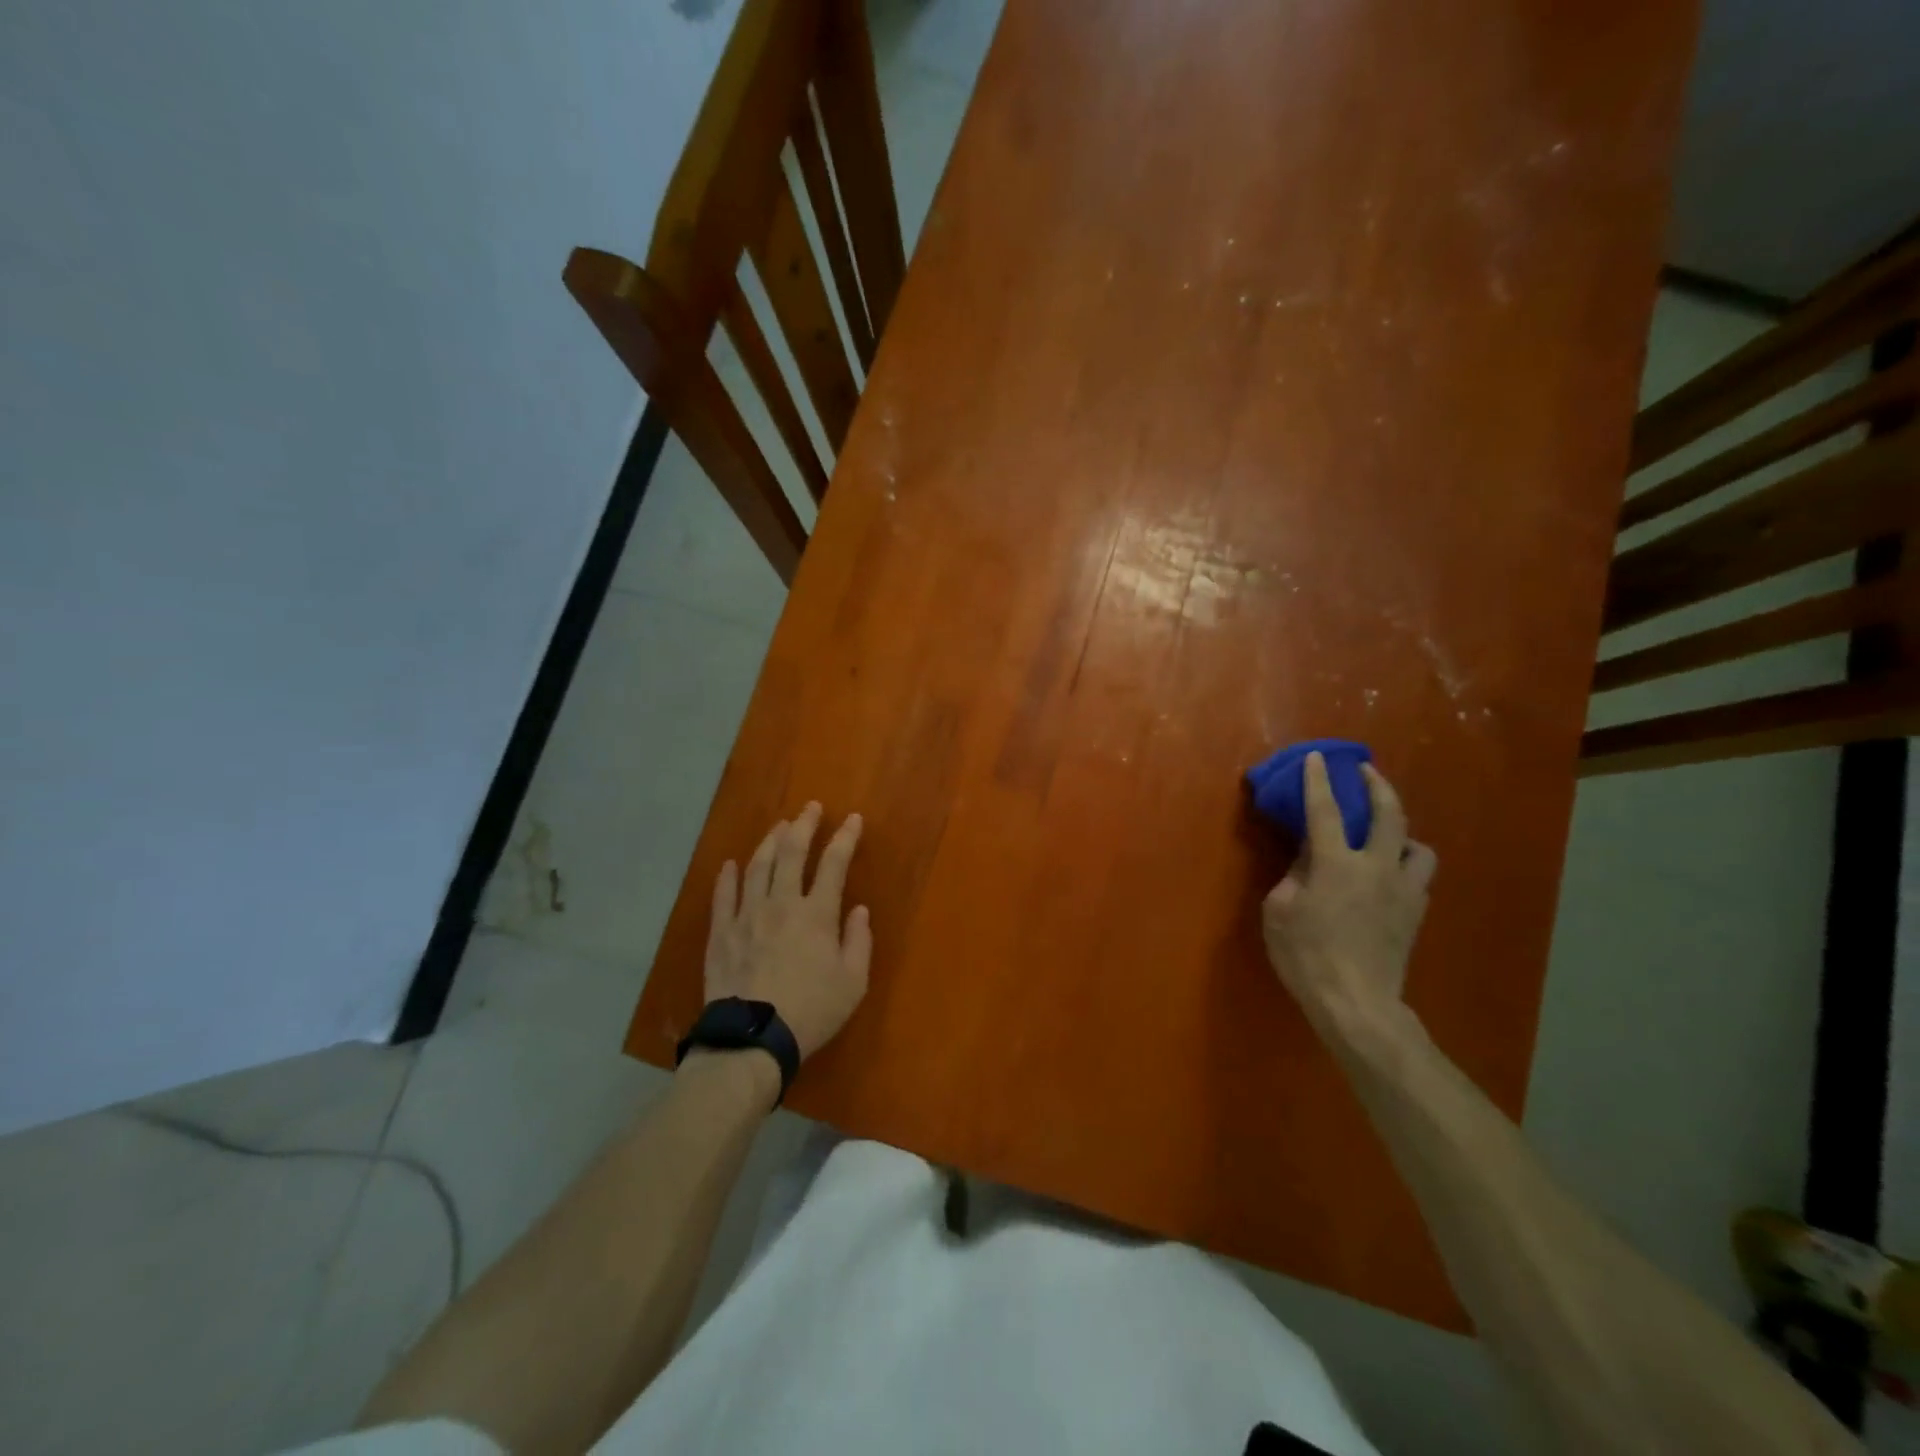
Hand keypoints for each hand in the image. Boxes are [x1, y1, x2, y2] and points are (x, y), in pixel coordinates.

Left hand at [705, 802, 872, 1060]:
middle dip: (804, 825)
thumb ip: (859, 941)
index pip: (834, 863)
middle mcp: (781, 903)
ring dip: (769, 841)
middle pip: (791, 852)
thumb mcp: (853, 982)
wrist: (752, 1039)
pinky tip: (731, 864)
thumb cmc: (811, 1011)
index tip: (853, 819)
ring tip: (778, 826)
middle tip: (810, 807)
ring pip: (757, 866)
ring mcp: (747, 915)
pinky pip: (723, 895)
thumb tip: (859, 910)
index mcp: (816, 913)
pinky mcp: (721, 932)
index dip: (845, 838)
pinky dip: (728, 876)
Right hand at [1261, 753, 1436, 1027]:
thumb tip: (1308, 860)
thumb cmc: (1306, 955)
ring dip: (1404, 831)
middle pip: (1389, 814)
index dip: (1319, 781)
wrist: (1356, 1003)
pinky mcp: (1415, 913)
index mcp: (1336, 864)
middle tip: (1367, 772)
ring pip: (1420, 846)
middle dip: (1378, 786)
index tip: (1319, 758)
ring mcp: (1403, 890)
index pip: (1325, 811)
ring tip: (1389, 833)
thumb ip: (1294, 876)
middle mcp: (1376, 867)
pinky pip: (1418, 877)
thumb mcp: (1279, 911)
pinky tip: (1390, 874)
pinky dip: (1406, 865)